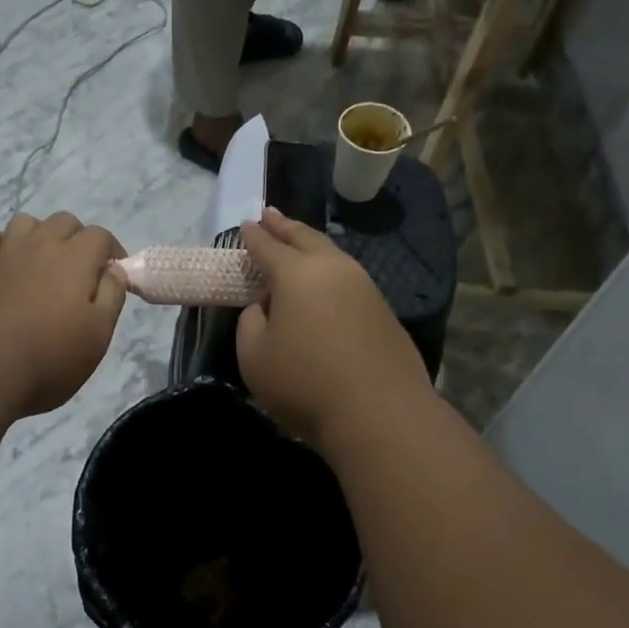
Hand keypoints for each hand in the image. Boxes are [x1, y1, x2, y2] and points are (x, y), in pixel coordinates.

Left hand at [0, 212, 126, 418]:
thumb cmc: (52, 356)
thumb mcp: (99, 333)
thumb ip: (112, 296)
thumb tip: (114, 270)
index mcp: (75, 259)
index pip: (100, 236)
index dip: (112, 250)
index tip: (115, 273)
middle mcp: (40, 247)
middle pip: (63, 221)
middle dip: (78, 236)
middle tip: (84, 267)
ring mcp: (4, 258)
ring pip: (23, 223)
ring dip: (38, 232)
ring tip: (44, 258)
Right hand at [235, 208, 433, 446]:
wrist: (380, 412)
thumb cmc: (305, 383)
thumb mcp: (254, 357)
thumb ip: (251, 322)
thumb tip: (265, 306)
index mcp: (296, 274)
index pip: (268, 246)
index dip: (253, 236)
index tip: (245, 225)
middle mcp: (333, 269)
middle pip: (305, 238)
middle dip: (284, 226)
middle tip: (270, 215)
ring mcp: (364, 287)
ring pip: (332, 254)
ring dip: (310, 244)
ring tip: (298, 241)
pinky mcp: (383, 310)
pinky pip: (348, 277)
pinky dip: (330, 270)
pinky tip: (326, 280)